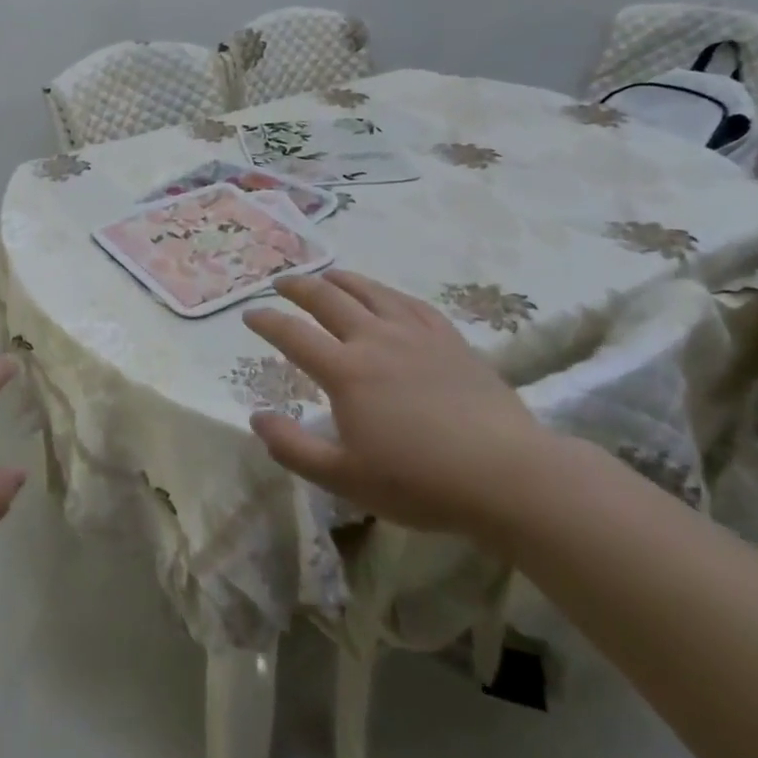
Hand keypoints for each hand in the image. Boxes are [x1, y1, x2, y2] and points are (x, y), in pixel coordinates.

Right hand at [242, 271, 552, 542]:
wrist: (508, 475)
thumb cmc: (420, 481)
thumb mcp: (344, 478)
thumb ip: (293, 447)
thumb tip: (256, 416)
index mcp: (345, 371)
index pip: (293, 335)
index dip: (266, 321)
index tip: (249, 314)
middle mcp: (374, 340)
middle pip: (327, 299)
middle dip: (298, 287)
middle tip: (281, 283)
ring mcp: (415, 335)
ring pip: (369, 292)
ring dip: (341, 280)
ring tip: (326, 275)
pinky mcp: (449, 339)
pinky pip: (411, 303)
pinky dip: (388, 293)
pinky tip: (385, 295)